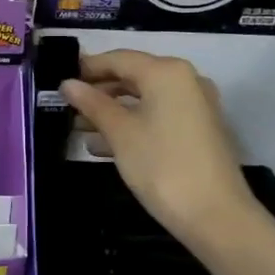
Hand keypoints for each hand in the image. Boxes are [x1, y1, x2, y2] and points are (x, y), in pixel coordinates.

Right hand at [61, 49, 261, 247]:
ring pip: (144, 99)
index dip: (87, 68)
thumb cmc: (161, 165)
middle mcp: (185, 80)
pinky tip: (103, 144)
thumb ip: (92, 104)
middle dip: (99, 90)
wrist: (215, 215)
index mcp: (166, 72)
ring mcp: (195, 106)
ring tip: (78, 127)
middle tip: (66, 105)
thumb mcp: (120, 133)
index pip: (119, 58)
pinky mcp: (198, 130)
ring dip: (112, 110)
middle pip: (133, 76)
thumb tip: (68, 84)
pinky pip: (158, 116)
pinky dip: (132, 124)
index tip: (59, 80)